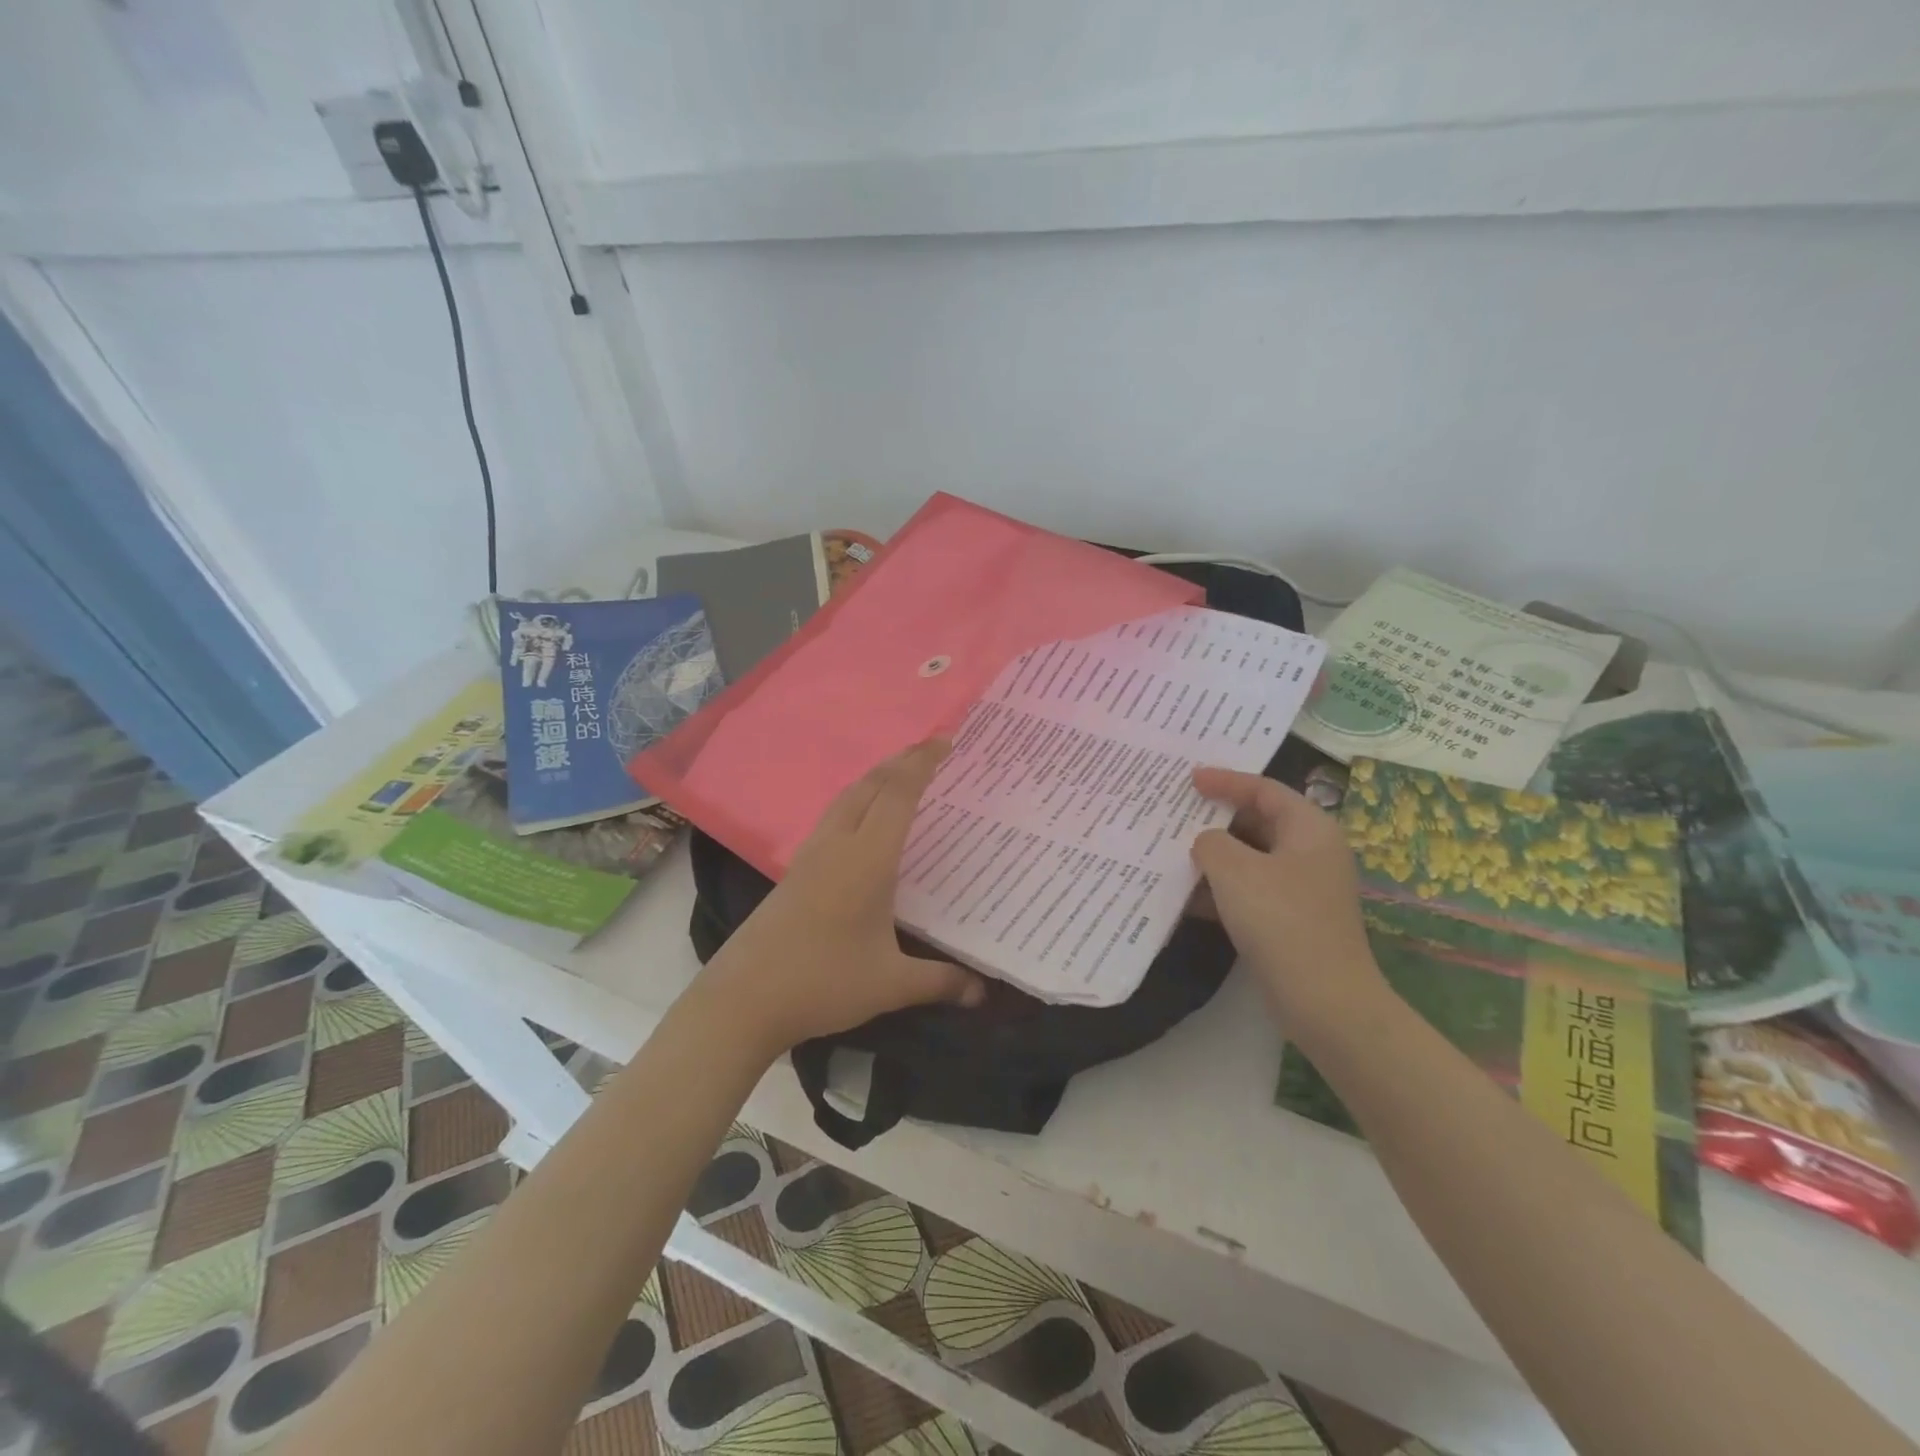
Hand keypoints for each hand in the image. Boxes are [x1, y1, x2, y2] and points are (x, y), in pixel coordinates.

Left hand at [701, 740, 984, 1058]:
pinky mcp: (794, 871)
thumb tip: (982, 990)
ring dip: (875, 778)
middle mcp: (837, 845)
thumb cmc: (822, 983)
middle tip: (930, 749)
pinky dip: (856, 800)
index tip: (945, 740)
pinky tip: (861, 821)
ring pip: (846, 798)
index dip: (922, 763)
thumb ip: (940, 981)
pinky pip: (832, 817)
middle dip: (900, 761)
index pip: (898, 795)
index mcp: (866, 859)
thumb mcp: (890, 985)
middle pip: (870, 785)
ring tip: (900, 774)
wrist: (743, 999)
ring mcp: (811, 855)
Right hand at [1190, 767, 1392, 1045]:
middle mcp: (1311, 853)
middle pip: (1258, 821)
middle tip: (1177, 813)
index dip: (1226, 780)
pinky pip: (1250, 890)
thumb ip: (1211, 843)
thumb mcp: (1235, 871)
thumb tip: (1207, 842)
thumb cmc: (1281, 921)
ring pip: (1251, 858)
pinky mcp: (1291, 920)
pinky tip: (1186, 897)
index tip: (1189, 780)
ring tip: (1171, 852)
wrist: (1324, 1001)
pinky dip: (1221, 888)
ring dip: (1214, 856)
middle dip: (1216, 819)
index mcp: (1309, 829)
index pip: (1265, 790)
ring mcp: (1303, 889)